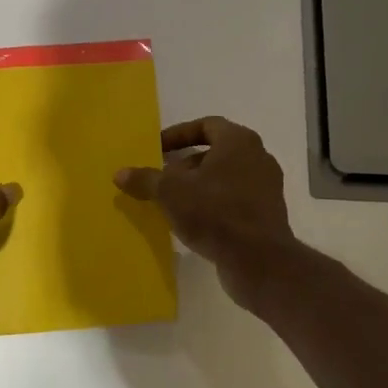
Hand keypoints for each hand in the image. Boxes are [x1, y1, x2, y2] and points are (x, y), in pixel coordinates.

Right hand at [114, 117, 297, 310]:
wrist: (259, 261)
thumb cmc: (215, 213)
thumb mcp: (171, 193)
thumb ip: (145, 179)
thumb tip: (120, 173)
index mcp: (239, 142)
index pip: (206, 125)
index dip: (178, 135)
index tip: (157, 149)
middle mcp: (258, 158)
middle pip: (215, 152)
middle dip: (185, 164)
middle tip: (161, 178)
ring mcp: (266, 187)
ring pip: (225, 178)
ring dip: (198, 186)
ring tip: (172, 202)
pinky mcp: (267, 214)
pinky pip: (234, 200)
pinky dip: (213, 204)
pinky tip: (192, 222)